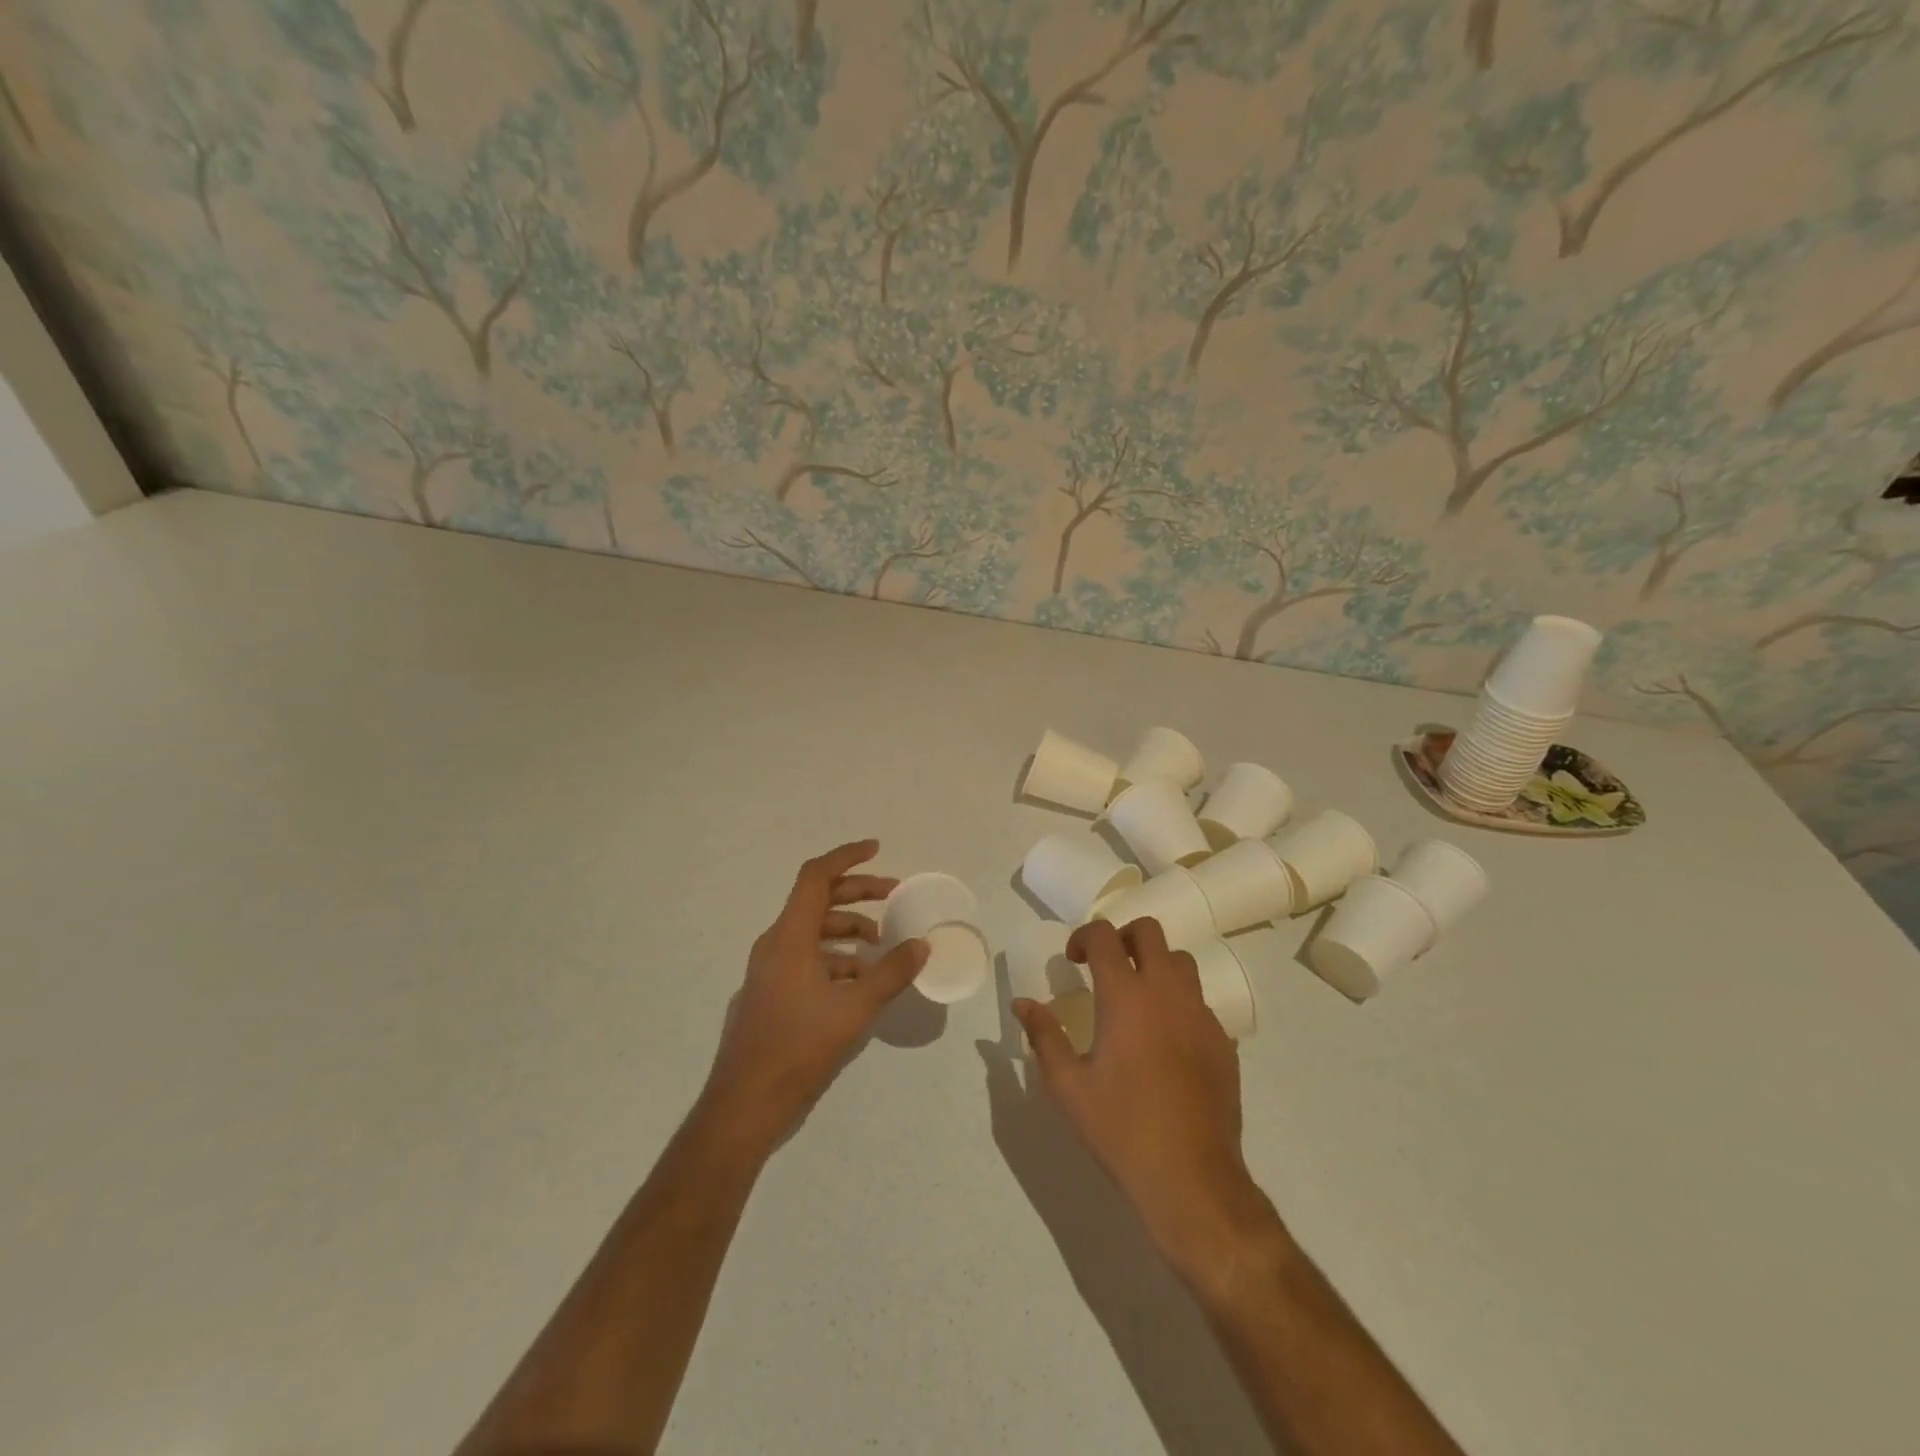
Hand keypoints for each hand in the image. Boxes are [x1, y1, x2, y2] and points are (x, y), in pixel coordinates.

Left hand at [699, 840, 926, 1158]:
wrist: (744, 1104)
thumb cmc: (798, 1048)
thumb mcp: (854, 1009)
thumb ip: (890, 972)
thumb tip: (921, 944)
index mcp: (789, 937)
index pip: (816, 877)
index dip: (846, 857)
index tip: (877, 849)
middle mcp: (775, 944)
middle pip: (817, 901)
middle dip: (857, 893)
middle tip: (893, 895)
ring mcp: (770, 969)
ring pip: (813, 932)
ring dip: (848, 929)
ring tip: (882, 944)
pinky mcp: (771, 992)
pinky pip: (807, 958)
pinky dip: (836, 957)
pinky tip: (860, 981)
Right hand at [1012, 919, 1278, 1292]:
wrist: (1191, 1178)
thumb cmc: (1120, 1128)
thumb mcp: (1067, 1086)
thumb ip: (1043, 1036)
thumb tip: (1022, 1003)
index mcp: (1125, 996)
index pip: (1104, 935)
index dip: (1084, 936)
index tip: (1073, 959)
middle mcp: (1166, 992)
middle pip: (1149, 931)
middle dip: (1123, 936)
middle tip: (1106, 965)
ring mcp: (1200, 1015)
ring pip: (1181, 962)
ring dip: (1155, 965)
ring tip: (1138, 998)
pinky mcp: (1223, 1041)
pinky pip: (1200, 1002)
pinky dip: (1179, 1003)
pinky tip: (1166, 1041)